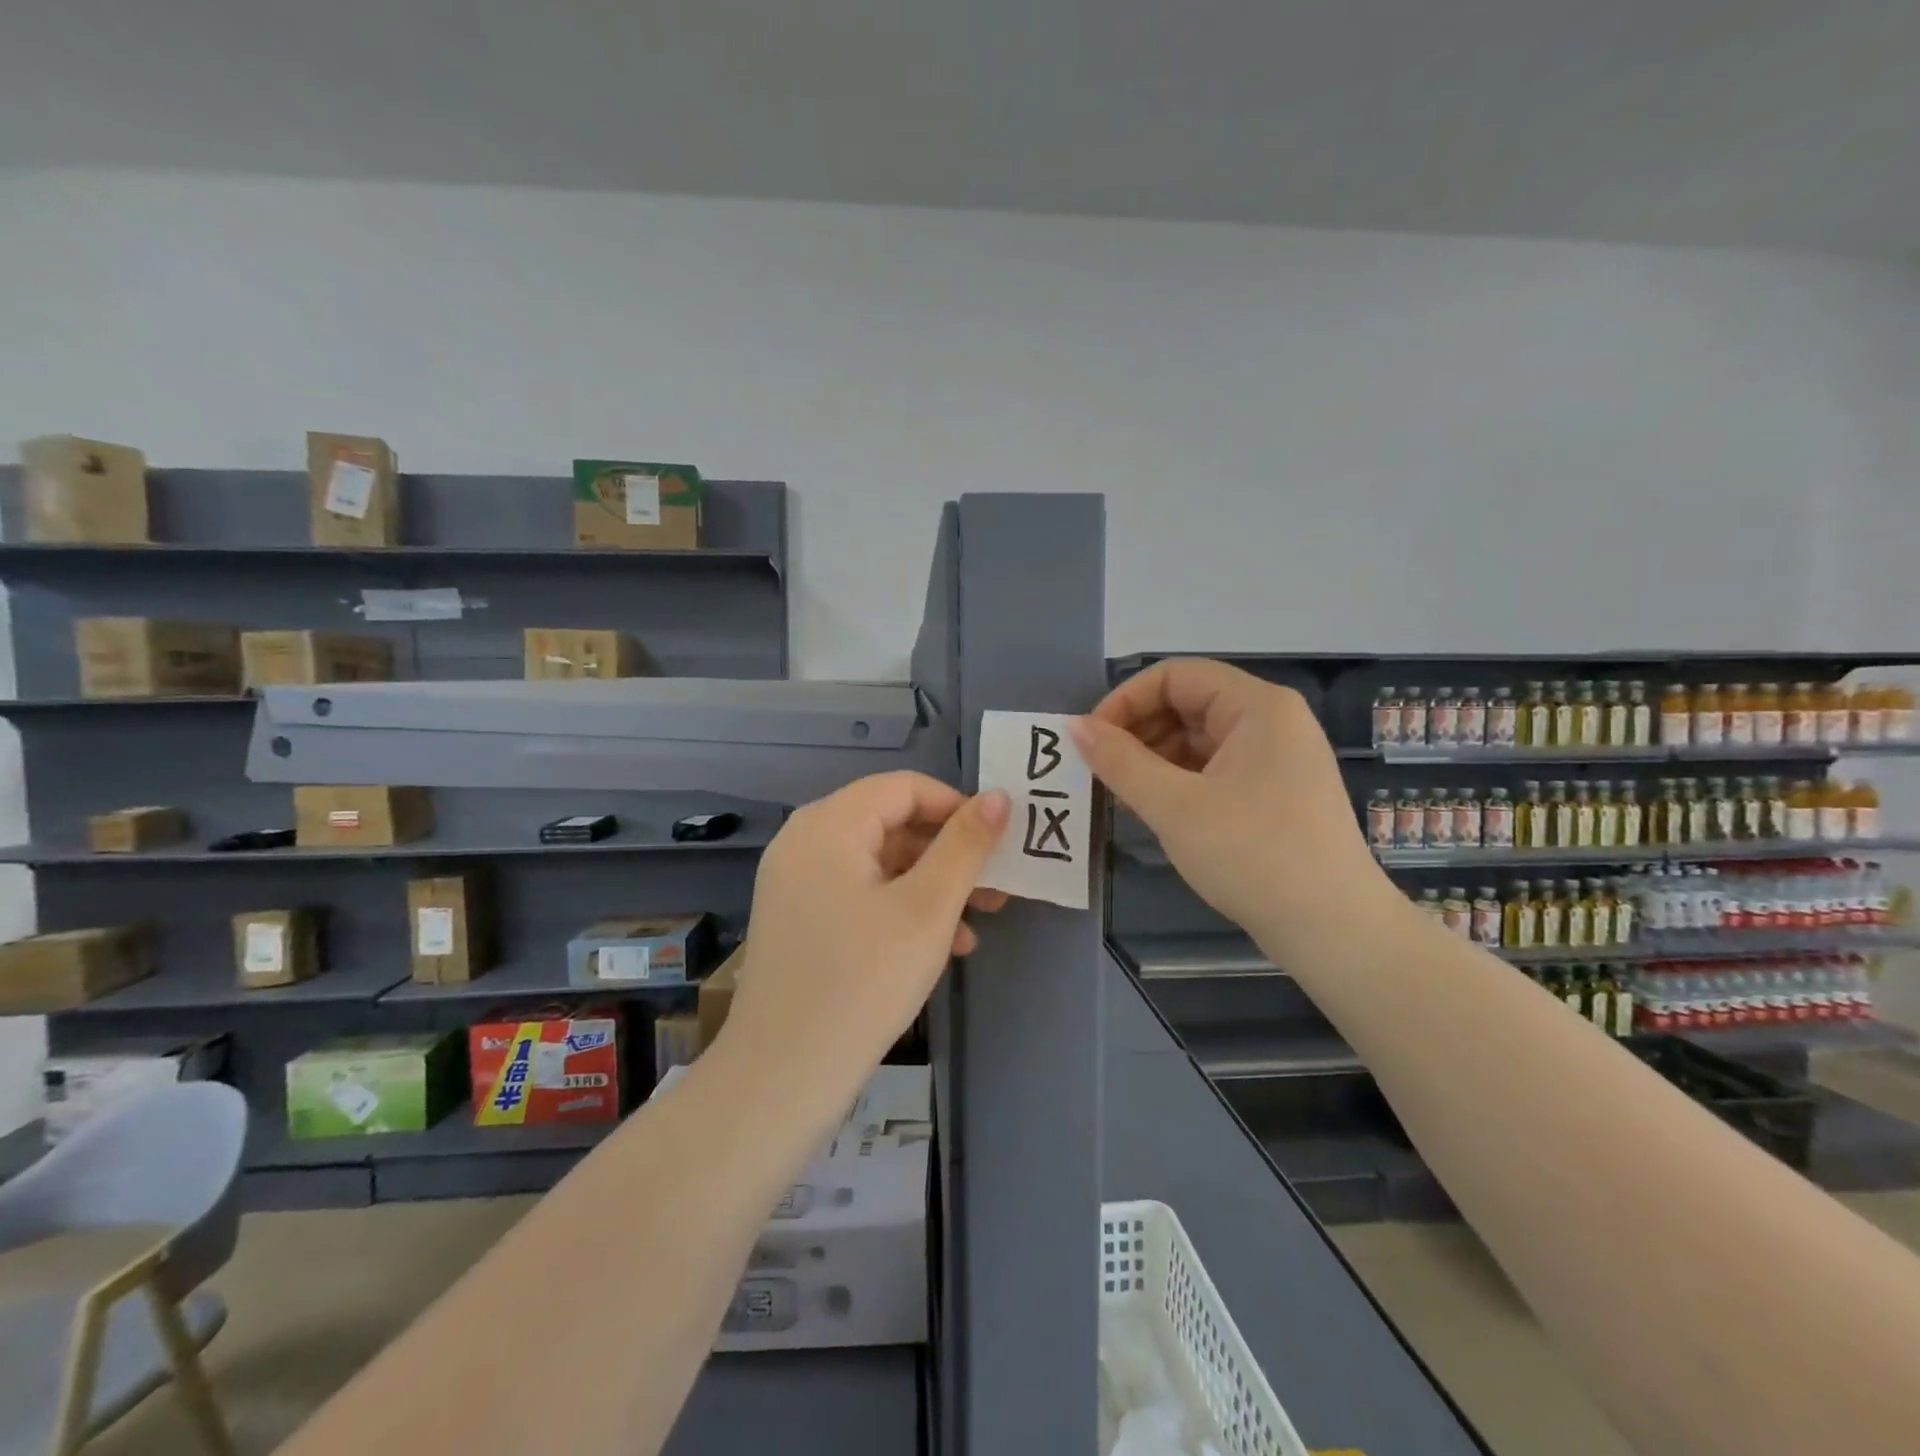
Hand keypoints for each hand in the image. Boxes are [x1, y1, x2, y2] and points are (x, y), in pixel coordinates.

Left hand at [718, 772, 1009, 1111]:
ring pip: (878, 864)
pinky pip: (857, 894)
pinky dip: (900, 909)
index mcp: (829, 824)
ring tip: (977, 924)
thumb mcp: (928, 908)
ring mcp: (795, 883)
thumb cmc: (864, 980)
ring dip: (931, 886)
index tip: (997, 843)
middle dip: (949, 854)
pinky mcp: (797, 920)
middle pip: (890, 824)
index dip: (956, 807)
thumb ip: (966, 845)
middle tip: (996, 888)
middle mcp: (804, 842)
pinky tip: (940, 947)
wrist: (783, 1077)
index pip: (904, 788)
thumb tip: (999, 796)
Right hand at [1070, 658, 1381, 940]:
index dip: (1126, 700)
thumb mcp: (1174, 806)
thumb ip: (1119, 761)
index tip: (1091, 740)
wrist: (1334, 930)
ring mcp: (1277, 759)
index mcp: (1257, 706)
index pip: (1175, 676)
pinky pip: (1215, 769)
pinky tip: (1152, 810)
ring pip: (1198, 740)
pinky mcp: (1275, 793)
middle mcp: (1271, 722)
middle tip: (1100, 772)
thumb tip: (1074, 727)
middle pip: (1187, 704)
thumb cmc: (1252, 854)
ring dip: (1153, 760)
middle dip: (1137, 733)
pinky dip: (1179, 782)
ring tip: (1120, 796)